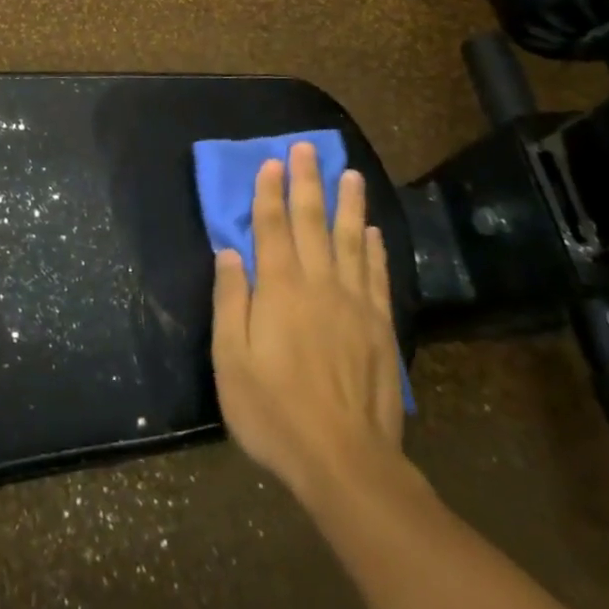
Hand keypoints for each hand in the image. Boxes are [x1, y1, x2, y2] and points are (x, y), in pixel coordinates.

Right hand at [211, 142, 409, 509]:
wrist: (345, 460)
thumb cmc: (275, 412)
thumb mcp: (232, 361)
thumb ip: (230, 302)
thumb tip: (229, 253)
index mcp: (280, 289)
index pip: (271, 228)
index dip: (269, 193)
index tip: (271, 162)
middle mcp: (319, 284)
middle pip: (313, 222)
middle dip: (307, 182)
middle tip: (307, 148)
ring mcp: (354, 303)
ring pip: (351, 240)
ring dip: (349, 204)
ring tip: (350, 174)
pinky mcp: (379, 326)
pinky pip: (376, 275)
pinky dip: (374, 248)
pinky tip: (373, 231)